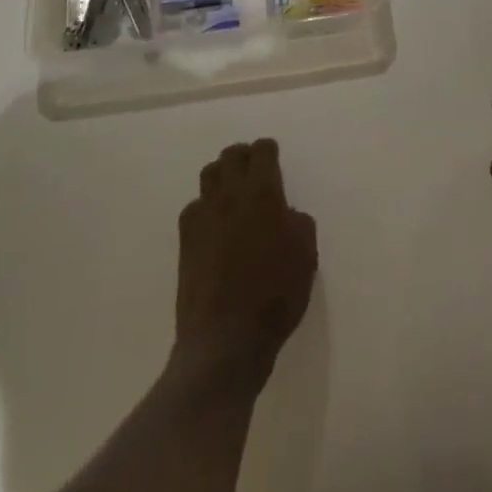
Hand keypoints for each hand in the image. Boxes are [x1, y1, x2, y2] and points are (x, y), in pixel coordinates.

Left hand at [173, 138, 316, 389]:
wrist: (225, 341)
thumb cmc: (274, 296)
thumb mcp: (306, 257)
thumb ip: (299, 223)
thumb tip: (287, 214)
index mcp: (262, 192)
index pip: (261, 151)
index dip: (269, 151)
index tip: (274, 160)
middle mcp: (230, 194)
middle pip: (231, 155)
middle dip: (244, 157)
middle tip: (254, 173)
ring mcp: (204, 215)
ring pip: (209, 174)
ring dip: (222, 176)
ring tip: (233, 194)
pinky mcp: (185, 239)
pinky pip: (194, 207)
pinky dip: (205, 208)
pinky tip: (214, 227)